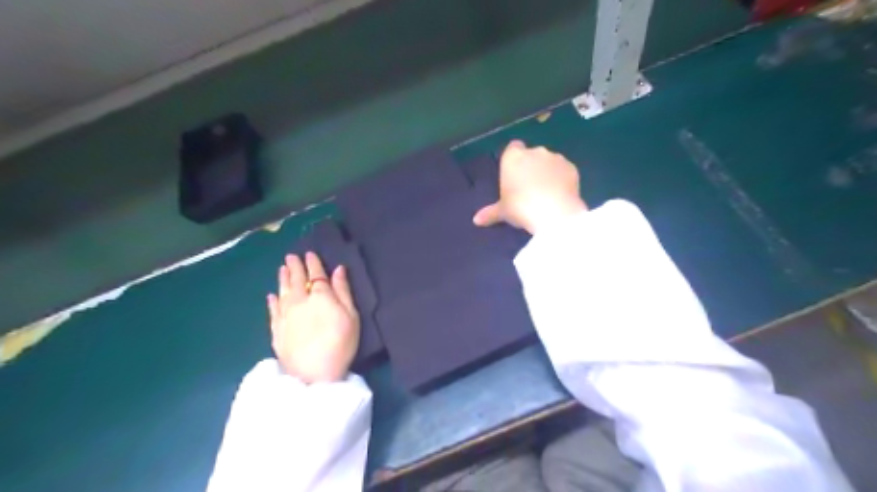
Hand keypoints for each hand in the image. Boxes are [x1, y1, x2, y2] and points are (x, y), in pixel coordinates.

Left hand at [269, 252, 360, 381]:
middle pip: (295, 280)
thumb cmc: (340, 344)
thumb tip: (338, 270)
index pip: (315, 275)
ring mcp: (285, 316)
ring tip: (282, 268)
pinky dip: (272, 301)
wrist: (314, 375)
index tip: (309, 254)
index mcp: (319, 296)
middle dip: (294, 267)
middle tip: (291, 256)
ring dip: (282, 278)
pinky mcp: (276, 331)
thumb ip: (343, 291)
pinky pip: (272, 311)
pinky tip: (272, 295)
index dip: (313, 263)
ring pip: (282, 292)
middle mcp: (299, 301)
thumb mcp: (351, 316)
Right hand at [469, 141, 584, 233]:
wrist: (554, 213)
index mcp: (513, 158)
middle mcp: (534, 152)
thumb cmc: (521, 207)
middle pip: (532, 154)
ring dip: (547, 171)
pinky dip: (562, 178)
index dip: (514, 159)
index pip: (513, 147)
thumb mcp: (503, 212)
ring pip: (549, 161)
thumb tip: (476, 220)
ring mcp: (555, 157)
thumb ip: (490, 213)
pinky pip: (564, 170)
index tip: (514, 174)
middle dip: (531, 166)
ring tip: (546, 192)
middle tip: (528, 187)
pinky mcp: (572, 167)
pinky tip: (560, 193)